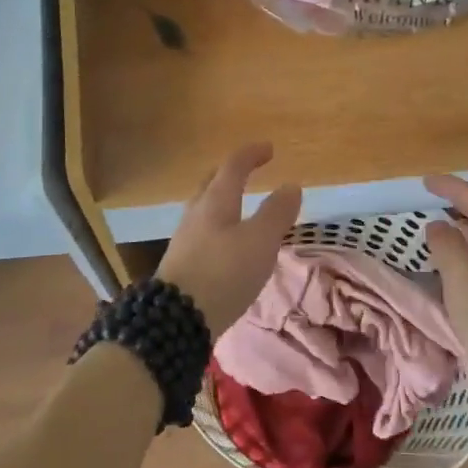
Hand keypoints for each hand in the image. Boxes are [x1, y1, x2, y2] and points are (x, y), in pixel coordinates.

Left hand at [156, 144, 302, 337]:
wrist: (177, 319)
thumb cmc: (224, 272)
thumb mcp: (260, 241)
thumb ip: (276, 213)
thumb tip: (291, 185)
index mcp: (216, 201)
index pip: (233, 166)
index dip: (251, 154)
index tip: (268, 148)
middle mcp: (196, 214)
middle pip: (211, 183)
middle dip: (230, 173)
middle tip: (247, 170)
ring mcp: (185, 239)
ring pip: (204, 208)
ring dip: (222, 200)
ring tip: (240, 206)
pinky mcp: (181, 263)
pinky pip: (202, 231)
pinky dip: (218, 225)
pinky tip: (226, 242)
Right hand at [424, 174, 467, 427]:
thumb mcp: (463, 275)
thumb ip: (447, 243)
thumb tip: (438, 226)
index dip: (452, 187)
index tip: (424, 181)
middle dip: (458, 208)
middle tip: (428, 202)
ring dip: (459, 236)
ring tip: (432, 232)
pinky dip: (462, 263)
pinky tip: (446, 274)